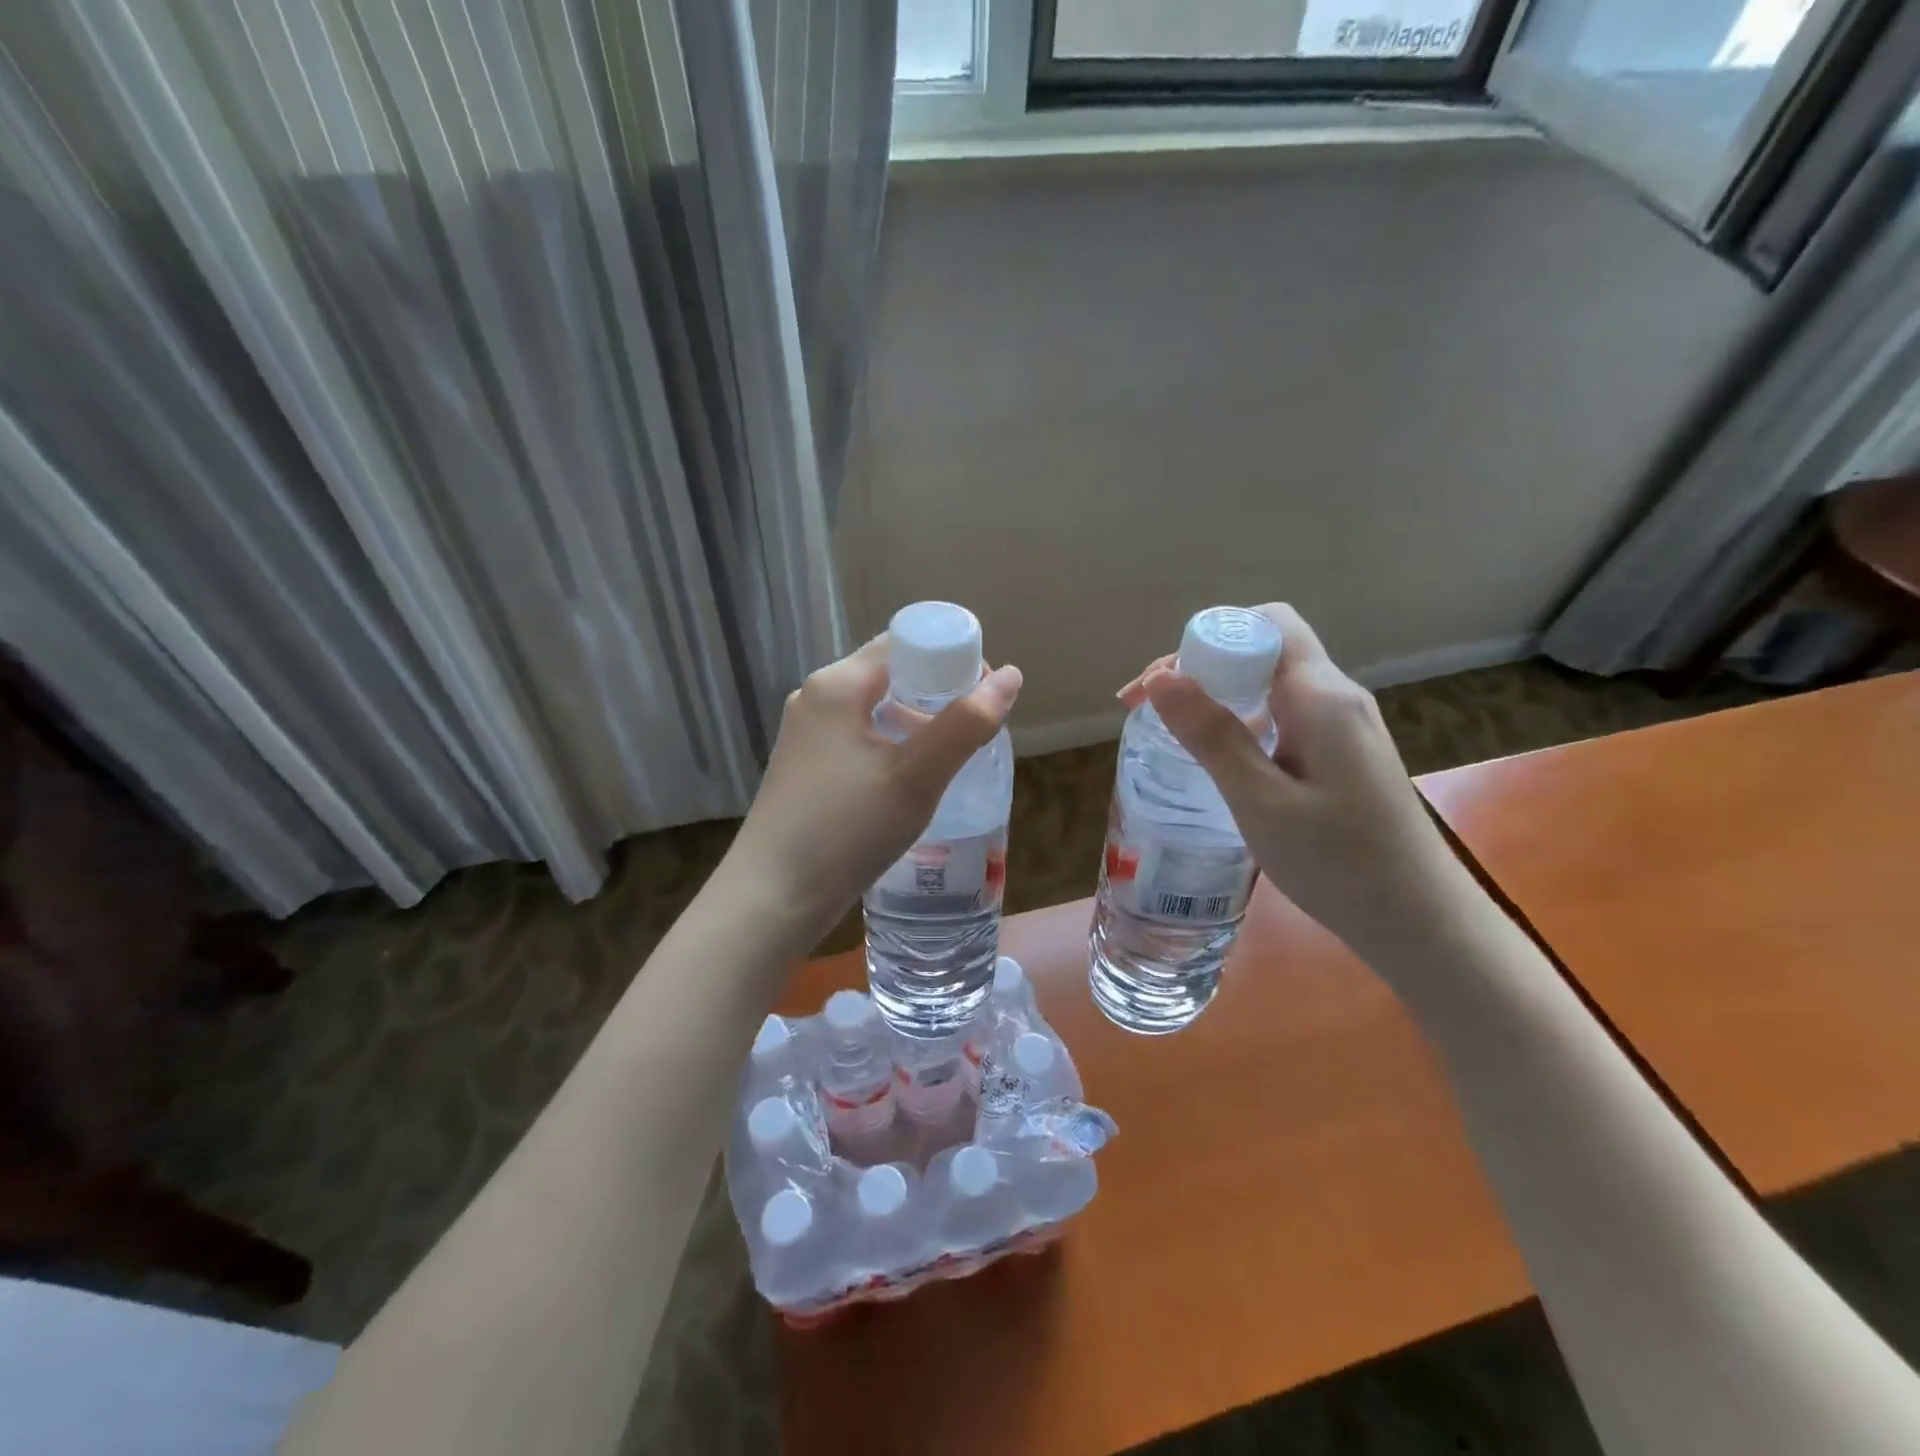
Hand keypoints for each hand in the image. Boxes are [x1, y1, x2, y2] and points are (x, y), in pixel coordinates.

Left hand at [730, 636, 1021, 944]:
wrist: (772, 898)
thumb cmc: (846, 829)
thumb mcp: (916, 776)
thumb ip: (965, 724)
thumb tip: (1010, 676)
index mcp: (838, 684)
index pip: (905, 643)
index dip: (951, 658)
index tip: (985, 694)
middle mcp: (816, 698)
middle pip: (890, 675)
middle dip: (937, 694)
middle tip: (975, 730)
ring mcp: (806, 735)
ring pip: (874, 710)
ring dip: (916, 724)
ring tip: (950, 759)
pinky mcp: (805, 768)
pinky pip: (858, 739)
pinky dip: (891, 747)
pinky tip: (910, 781)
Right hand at [1118, 604, 1475, 965]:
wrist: (1419, 921)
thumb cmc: (1337, 863)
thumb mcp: (1260, 800)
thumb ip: (1211, 735)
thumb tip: (1160, 677)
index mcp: (1321, 696)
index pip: (1267, 623)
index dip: (1208, 638)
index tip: (1161, 683)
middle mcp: (1337, 697)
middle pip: (1265, 649)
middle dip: (1202, 666)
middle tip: (1150, 709)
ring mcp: (1344, 726)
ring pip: (1272, 683)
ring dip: (1219, 695)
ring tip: (1173, 730)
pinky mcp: (1343, 754)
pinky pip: (1285, 714)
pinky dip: (1243, 721)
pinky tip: (1221, 757)